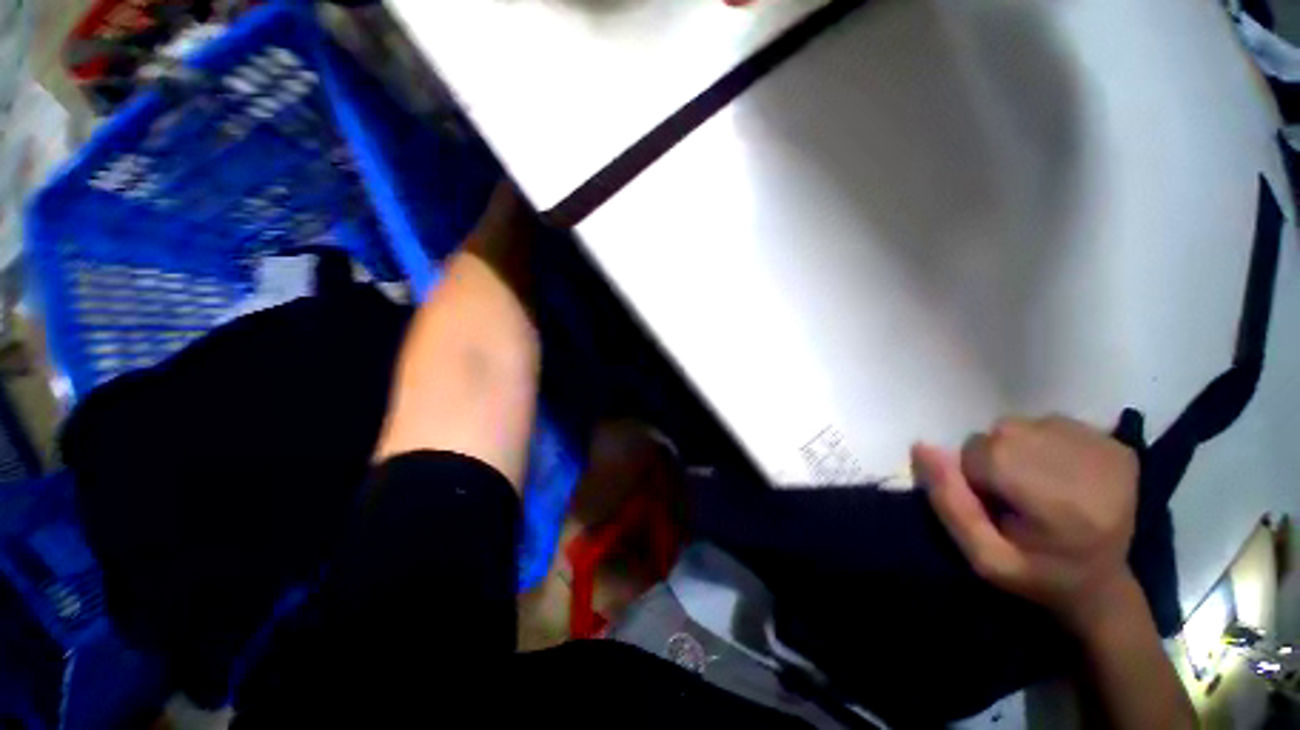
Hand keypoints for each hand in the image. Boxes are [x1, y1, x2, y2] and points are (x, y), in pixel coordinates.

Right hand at [912, 416, 1138, 631]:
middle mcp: (1087, 465)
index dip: (973, 478)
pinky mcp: (1116, 442)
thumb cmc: (1038, 575)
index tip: (995, 507)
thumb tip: (922, 447)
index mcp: (1059, 504)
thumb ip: (949, 503)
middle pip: (1002, 434)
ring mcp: (1105, 448)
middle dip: (991, 460)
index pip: (984, 455)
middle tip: (1013, 495)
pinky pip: (1048, 423)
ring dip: (1013, 449)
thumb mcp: (983, 557)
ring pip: (1021, 424)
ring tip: (1035, 484)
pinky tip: (1058, 474)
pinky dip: (1039, 443)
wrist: (1105, 582)